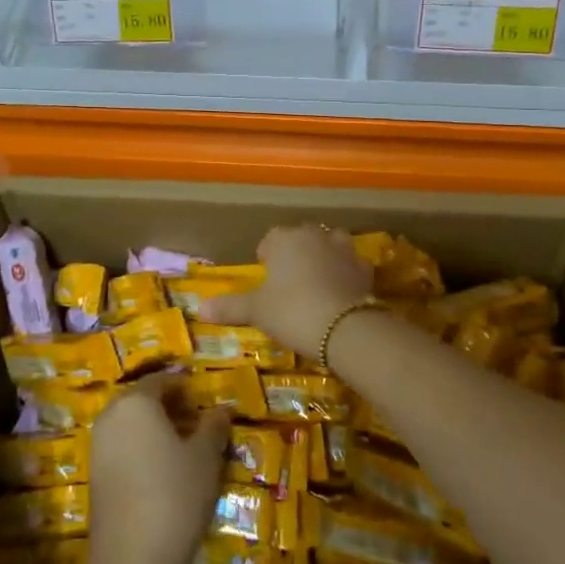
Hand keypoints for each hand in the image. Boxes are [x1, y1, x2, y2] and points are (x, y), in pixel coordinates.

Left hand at [88, 376, 229, 563]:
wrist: (132, 560)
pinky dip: (140, 448)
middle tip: (195, 420)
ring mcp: (97, 447)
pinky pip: (120, 448)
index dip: (183, 386)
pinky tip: (161, 470)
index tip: (202, 398)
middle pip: (141, 400)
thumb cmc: (175, 494)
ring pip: (129, 425)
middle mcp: (110, 416)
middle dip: (167, 406)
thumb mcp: (205, 458)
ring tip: (182, 446)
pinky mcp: (94, 476)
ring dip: (153, 428)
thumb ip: (213, 427)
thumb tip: (222, 409)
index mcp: (136, 402)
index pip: (161, 380)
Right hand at [210, 224, 373, 355]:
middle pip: (301, 237)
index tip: (265, 273)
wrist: (343, 328)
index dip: (267, 255)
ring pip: (331, 244)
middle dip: (296, 252)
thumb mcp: (256, 311)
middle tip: (289, 279)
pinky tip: (343, 290)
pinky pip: (352, 265)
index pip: (270, 239)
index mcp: (284, 239)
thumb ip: (230, 306)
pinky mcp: (364, 268)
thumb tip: (200, 308)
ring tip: (318, 279)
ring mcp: (343, 249)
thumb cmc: (291, 311)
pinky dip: (347, 273)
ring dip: (325, 255)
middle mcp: (314, 236)